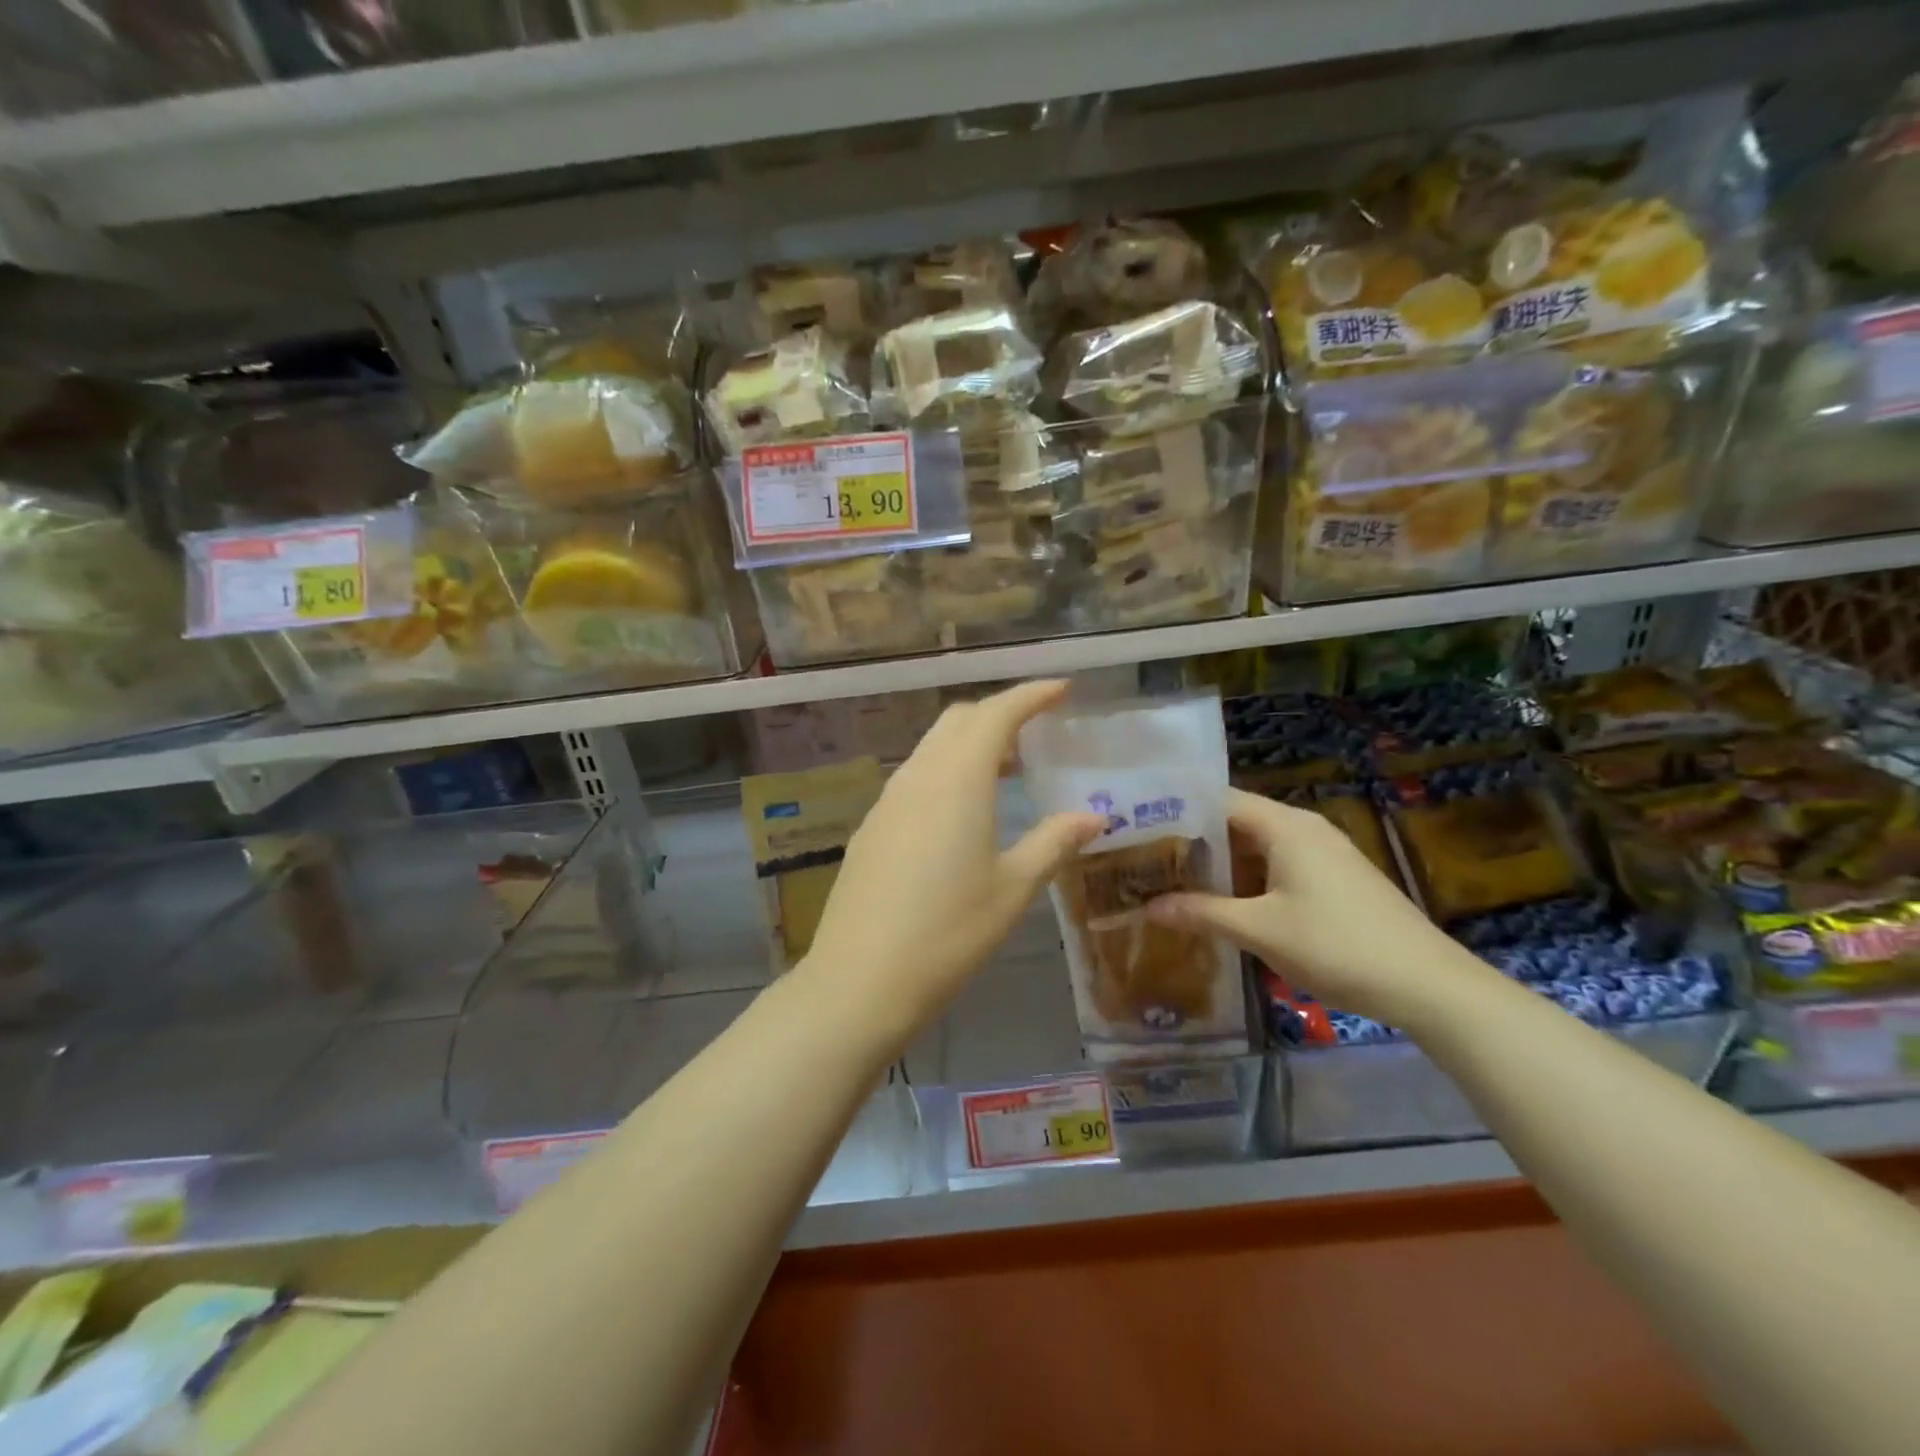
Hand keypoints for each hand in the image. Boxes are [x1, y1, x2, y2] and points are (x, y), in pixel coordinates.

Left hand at [797, 680, 1103, 1043]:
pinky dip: (945, 772)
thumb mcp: (1013, 889)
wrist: (860, 980)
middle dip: (998, 713)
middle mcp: (918, 777)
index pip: (996, 714)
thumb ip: (1053, 843)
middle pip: (958, 720)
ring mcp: (887, 801)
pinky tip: (960, 812)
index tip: (1061, 689)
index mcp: (957, 781)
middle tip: (1035, 734)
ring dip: (969, 744)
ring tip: (1005, 771)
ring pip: (931, 747)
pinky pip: (914, 777)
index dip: (1030, 695)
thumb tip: (1093, 817)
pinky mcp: (872, 827)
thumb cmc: (948, 933)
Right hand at [1147, 787, 1479, 1028]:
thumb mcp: (1260, 931)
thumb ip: (1202, 913)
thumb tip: (1148, 907)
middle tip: (1147, 860)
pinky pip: (1278, 865)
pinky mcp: (1335, 878)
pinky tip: (1224, 903)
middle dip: (1193, 842)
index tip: (1138, 828)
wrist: (1429, 985)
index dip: (1176, 811)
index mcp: (1284, 826)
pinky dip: (1247, 879)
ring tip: (1173, 881)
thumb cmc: (1337, 945)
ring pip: (1257, 847)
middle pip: (1236, 822)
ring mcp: (1323, 853)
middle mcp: (1303, 828)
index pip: (1218, 800)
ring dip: (1220, 864)